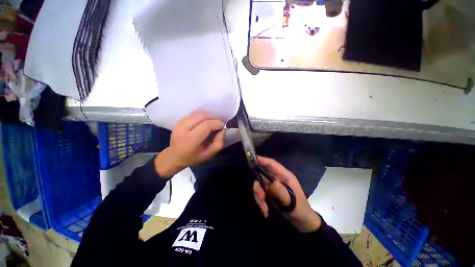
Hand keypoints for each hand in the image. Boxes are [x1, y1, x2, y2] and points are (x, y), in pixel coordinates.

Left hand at [155, 110, 224, 176]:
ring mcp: (180, 122)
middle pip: (202, 115)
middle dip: (214, 118)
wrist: (174, 156)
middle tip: (219, 124)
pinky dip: (203, 115)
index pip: (206, 125)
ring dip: (209, 116)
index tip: (223, 127)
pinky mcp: (180, 120)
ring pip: (199, 112)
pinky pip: (195, 113)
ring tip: (213, 122)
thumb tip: (223, 130)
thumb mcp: (208, 155)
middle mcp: (183, 128)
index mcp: (190, 140)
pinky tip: (206, 121)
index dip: (217, 123)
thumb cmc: (192, 158)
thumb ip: (218, 143)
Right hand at [253, 156, 321, 232]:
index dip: (262, 160)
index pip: (272, 164)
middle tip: (261, 197)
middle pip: (262, 176)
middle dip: (259, 187)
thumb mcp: (290, 200)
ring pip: (260, 187)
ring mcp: (273, 186)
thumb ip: (279, 190)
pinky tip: (266, 212)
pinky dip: (261, 203)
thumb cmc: (299, 208)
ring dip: (260, 198)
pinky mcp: (270, 194)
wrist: (302, 222)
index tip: (252, 158)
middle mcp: (277, 179)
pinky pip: (261, 195)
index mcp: (284, 176)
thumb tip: (269, 184)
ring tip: (265, 209)